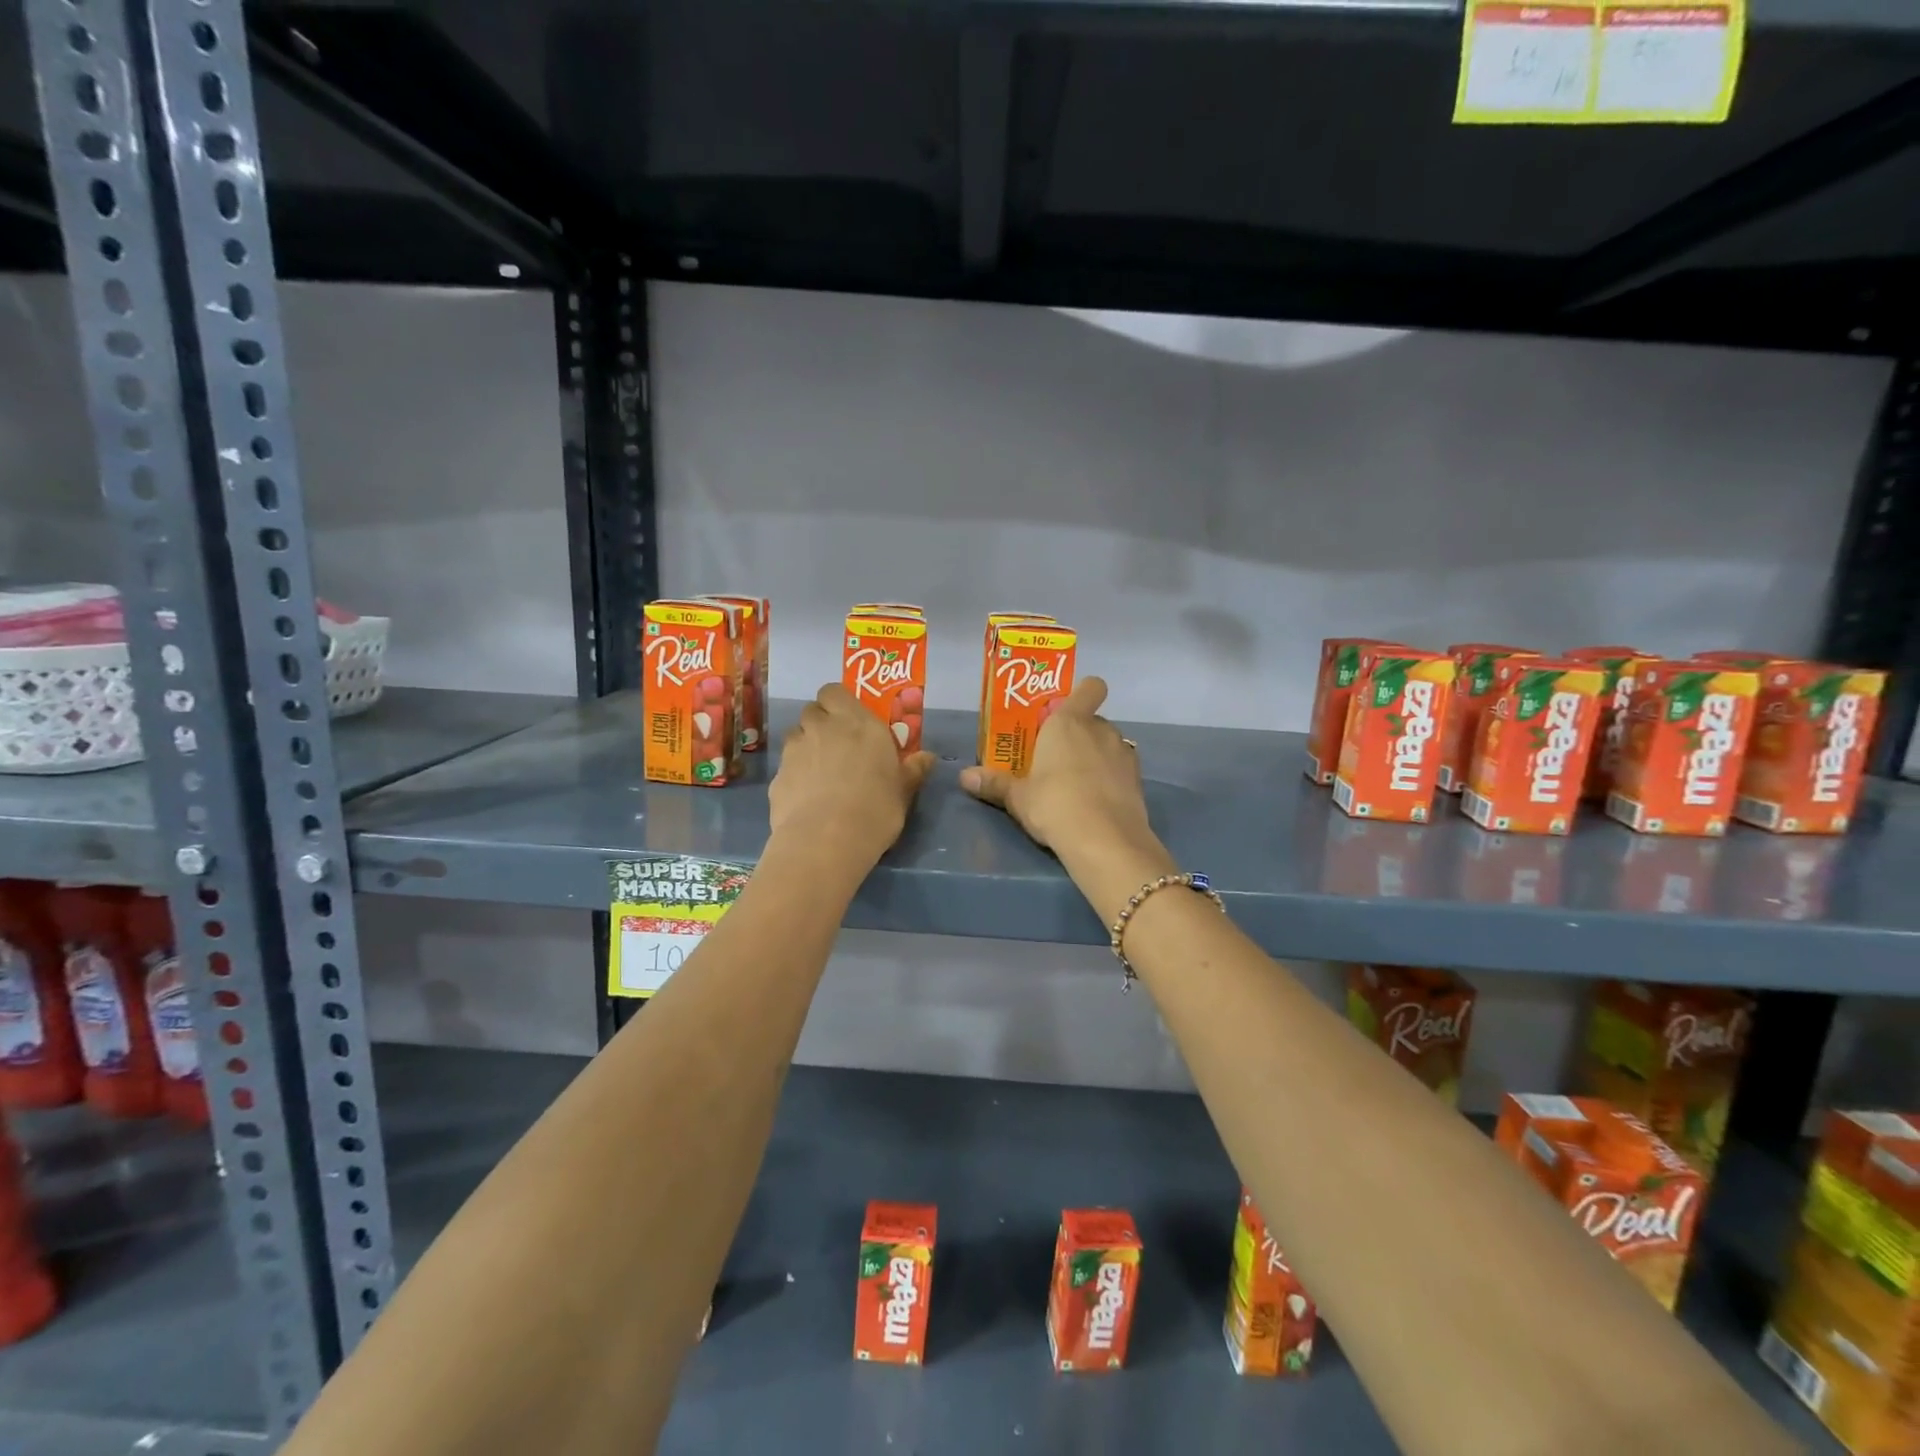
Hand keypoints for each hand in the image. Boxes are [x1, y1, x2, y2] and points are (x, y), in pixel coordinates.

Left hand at [769, 683, 935, 864]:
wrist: (825, 841)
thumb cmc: (875, 809)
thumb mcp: (903, 791)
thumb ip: (913, 770)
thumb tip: (927, 757)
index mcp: (856, 722)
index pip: (834, 691)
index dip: (839, 702)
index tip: (850, 720)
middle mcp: (822, 727)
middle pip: (813, 710)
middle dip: (822, 723)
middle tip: (838, 745)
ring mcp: (795, 750)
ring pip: (796, 735)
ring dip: (806, 745)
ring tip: (820, 772)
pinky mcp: (777, 776)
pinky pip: (786, 766)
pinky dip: (795, 775)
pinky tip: (807, 798)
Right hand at [959, 678, 1153, 857]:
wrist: (1106, 841)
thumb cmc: (1054, 805)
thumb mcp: (1018, 797)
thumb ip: (994, 784)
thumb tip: (964, 777)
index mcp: (1069, 722)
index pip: (1090, 687)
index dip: (1081, 693)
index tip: (1062, 712)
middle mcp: (1100, 729)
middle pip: (1092, 720)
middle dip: (1077, 734)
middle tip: (1055, 758)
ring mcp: (1124, 753)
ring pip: (1108, 744)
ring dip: (1095, 755)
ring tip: (1076, 783)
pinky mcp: (1138, 779)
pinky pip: (1120, 768)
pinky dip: (1110, 778)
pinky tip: (1096, 801)